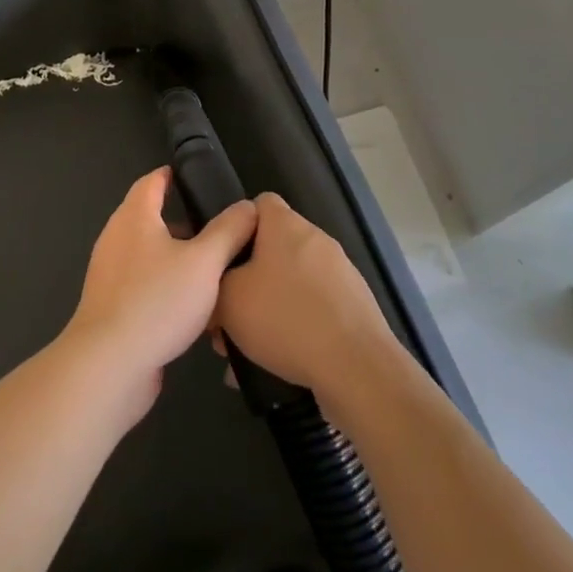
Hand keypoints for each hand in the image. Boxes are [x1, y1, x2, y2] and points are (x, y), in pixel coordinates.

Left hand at [62, 168, 256, 422]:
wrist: (110, 364)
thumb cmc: (157, 300)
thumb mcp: (204, 262)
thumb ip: (228, 231)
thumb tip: (248, 206)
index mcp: (134, 217)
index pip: (151, 182)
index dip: (171, 175)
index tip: (194, 176)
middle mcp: (116, 238)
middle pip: (149, 218)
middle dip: (181, 220)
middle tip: (217, 226)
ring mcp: (110, 274)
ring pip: (148, 254)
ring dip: (176, 256)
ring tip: (212, 266)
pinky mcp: (112, 307)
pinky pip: (143, 285)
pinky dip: (165, 286)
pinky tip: (192, 307)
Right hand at [213, 193, 396, 400]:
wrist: (357, 367)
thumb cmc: (285, 318)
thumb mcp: (228, 299)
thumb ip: (215, 283)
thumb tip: (218, 285)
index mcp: (286, 225)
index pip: (258, 204)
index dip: (237, 226)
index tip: (223, 258)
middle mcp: (316, 239)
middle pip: (274, 247)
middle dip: (250, 277)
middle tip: (230, 313)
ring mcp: (341, 272)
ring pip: (292, 282)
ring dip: (271, 307)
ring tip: (249, 347)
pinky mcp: (355, 306)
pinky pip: (314, 308)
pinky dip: (296, 327)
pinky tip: (279, 361)